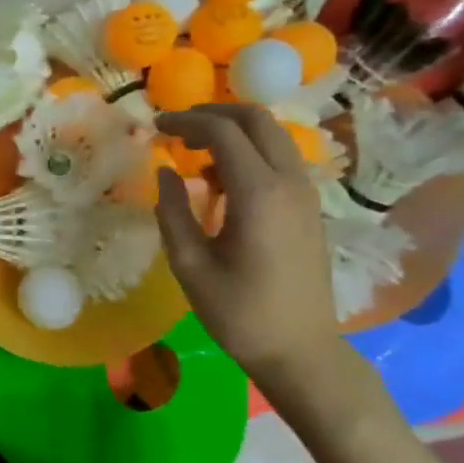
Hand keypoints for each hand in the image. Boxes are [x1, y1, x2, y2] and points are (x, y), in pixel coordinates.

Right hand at [152, 105, 341, 379]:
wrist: (300, 349)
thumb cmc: (239, 312)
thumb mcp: (190, 265)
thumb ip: (172, 212)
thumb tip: (165, 172)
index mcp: (258, 193)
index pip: (222, 131)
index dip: (185, 121)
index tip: (155, 127)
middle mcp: (289, 182)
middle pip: (256, 119)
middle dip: (213, 113)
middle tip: (177, 128)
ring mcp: (304, 193)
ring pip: (272, 135)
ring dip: (233, 131)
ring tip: (194, 153)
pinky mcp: (308, 207)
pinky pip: (279, 159)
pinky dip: (249, 152)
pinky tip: (221, 181)